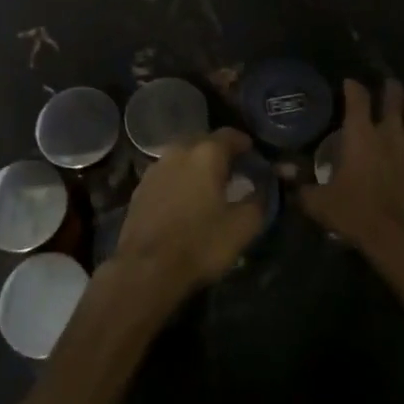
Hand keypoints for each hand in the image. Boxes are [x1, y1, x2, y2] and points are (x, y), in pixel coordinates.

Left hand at [106, 127, 263, 309]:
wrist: (146, 268)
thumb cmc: (200, 244)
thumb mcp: (242, 227)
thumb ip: (258, 201)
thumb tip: (263, 187)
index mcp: (206, 153)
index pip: (230, 135)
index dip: (244, 143)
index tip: (253, 154)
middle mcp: (179, 151)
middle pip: (204, 141)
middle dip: (219, 152)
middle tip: (233, 170)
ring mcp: (156, 167)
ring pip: (182, 156)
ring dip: (197, 165)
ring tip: (208, 184)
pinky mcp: (140, 186)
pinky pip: (167, 173)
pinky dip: (179, 179)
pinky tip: (184, 198)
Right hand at [301, 79, 403, 281]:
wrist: (402, 240)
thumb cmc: (357, 215)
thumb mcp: (320, 203)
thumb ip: (300, 185)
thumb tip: (279, 171)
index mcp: (361, 134)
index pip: (357, 97)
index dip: (352, 86)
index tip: (349, 83)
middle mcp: (390, 131)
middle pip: (394, 96)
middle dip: (390, 88)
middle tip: (387, 86)